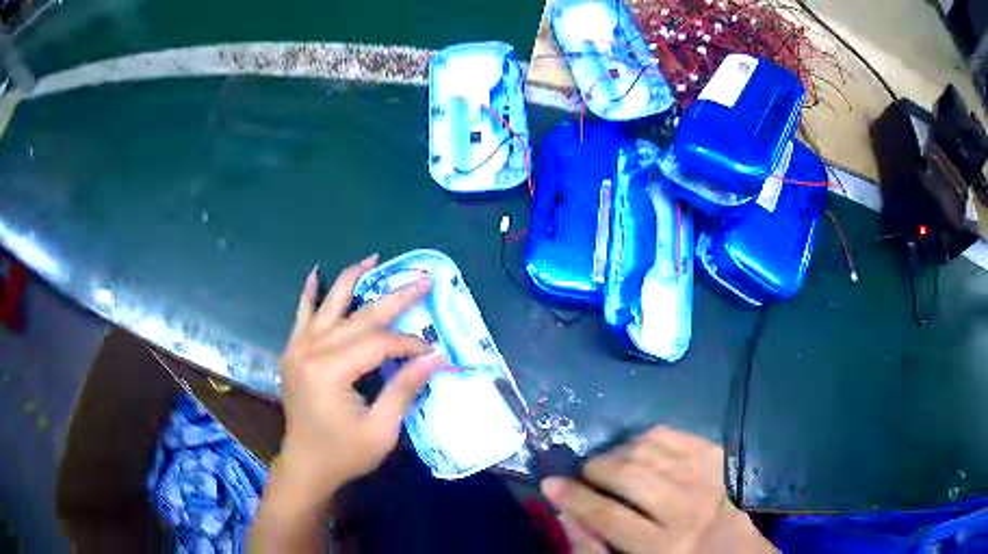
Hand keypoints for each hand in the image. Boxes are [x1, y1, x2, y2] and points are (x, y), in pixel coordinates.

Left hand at [276, 255, 444, 504]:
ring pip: (329, 305)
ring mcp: (297, 348)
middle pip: (358, 317)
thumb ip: (404, 388)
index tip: (431, 349)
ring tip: (372, 259)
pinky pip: (302, 315)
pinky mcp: (293, 352)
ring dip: (352, 280)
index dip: (408, 343)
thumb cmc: (344, 454)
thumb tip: (436, 358)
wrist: (306, 465)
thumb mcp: (381, 429)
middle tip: (422, 279)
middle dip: (394, 298)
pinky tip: (315, 274)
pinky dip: (309, 294)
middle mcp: (310, 350)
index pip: (377, 343)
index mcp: (329, 371)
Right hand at [542, 426, 775, 553]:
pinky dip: (644, 437)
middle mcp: (687, 509)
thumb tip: (565, 513)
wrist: (727, 546)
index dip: (574, 498)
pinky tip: (637, 451)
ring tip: (609, 465)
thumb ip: (594, 547)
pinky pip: (670, 433)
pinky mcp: (713, 455)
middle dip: (595, 469)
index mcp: (663, 546)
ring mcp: (704, 477)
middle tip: (583, 475)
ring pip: (649, 449)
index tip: (549, 484)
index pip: (609, 516)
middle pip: (630, 475)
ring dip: (617, 452)